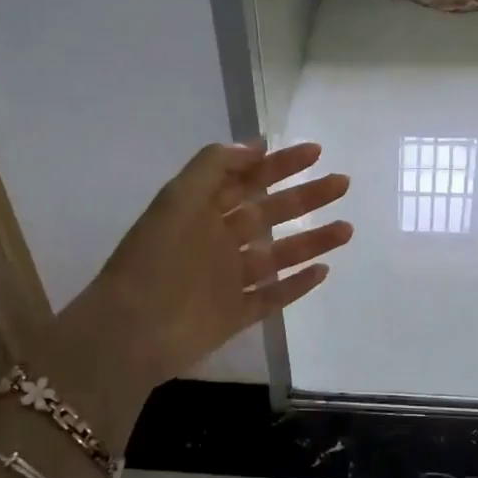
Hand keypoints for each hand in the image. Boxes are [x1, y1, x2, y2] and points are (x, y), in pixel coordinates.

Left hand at [57, 141, 351, 389]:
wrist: (131, 331)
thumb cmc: (155, 259)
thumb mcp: (178, 198)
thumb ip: (214, 165)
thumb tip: (255, 146)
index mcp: (201, 211)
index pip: (247, 180)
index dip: (279, 164)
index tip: (315, 152)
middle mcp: (217, 241)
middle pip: (269, 213)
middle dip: (305, 197)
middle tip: (342, 183)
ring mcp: (228, 280)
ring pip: (278, 255)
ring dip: (312, 240)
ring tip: (347, 229)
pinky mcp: (235, 315)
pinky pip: (272, 297)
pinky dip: (296, 285)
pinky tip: (323, 271)